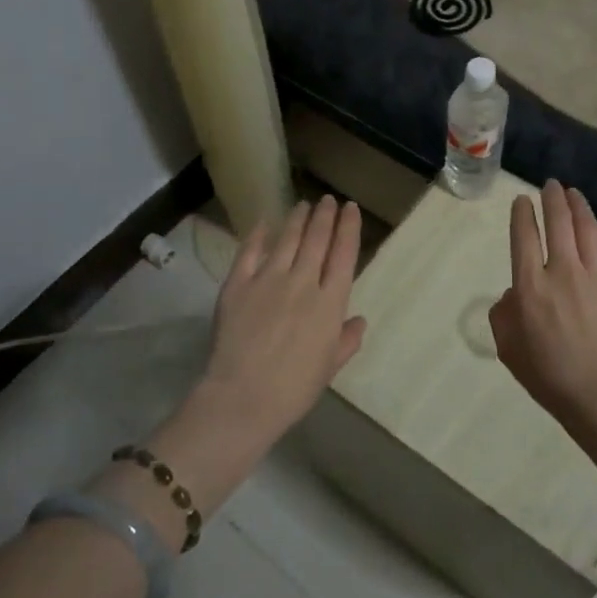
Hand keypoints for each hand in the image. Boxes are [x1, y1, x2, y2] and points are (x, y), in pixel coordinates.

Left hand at [199, 195, 366, 444]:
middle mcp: (303, 282)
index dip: (349, 228)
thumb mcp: (330, 367)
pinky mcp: (238, 284)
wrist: (243, 397)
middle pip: (317, 239)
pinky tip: (264, 222)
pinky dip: (258, 234)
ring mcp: (268, 279)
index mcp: (330, 303)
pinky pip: (249, 251)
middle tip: (328, 200)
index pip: (344, 254)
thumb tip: (359, 320)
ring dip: (297, 219)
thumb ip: (347, 340)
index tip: (351, 209)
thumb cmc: (294, 388)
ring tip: (303, 205)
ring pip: (287, 239)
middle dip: (325, 215)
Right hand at [489, 181, 596, 429]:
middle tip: (550, 184)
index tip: (522, 201)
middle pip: (557, 222)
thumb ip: (503, 314)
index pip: (524, 237)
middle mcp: (563, 271)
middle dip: (552, 198)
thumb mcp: (508, 348)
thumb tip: (514, 294)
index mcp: (531, 286)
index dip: (522, 214)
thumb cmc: (550, 376)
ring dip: (578, 207)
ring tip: (573, 193)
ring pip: (587, 229)